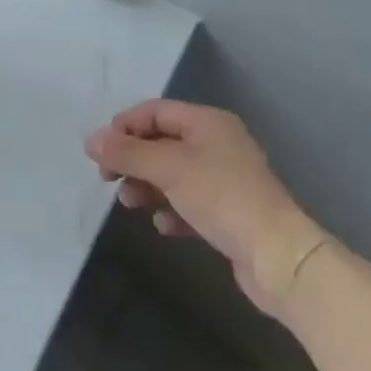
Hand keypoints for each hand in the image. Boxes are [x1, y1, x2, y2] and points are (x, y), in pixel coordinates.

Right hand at [85, 101, 326, 316]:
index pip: (154, 111)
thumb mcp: (167, 168)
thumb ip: (126, 153)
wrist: (280, 259)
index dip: (124, 126)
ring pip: (173, 174)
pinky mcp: (230, 215)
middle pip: (161, 142)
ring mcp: (225, 180)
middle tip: (108, 178)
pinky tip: (163, 225)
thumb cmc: (221, 197)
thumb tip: (90, 140)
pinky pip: (189, 203)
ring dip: (147, 185)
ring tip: (130, 203)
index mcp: (207, 122)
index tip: (101, 151)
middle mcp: (217, 144)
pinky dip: (171, 209)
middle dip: (133, 159)